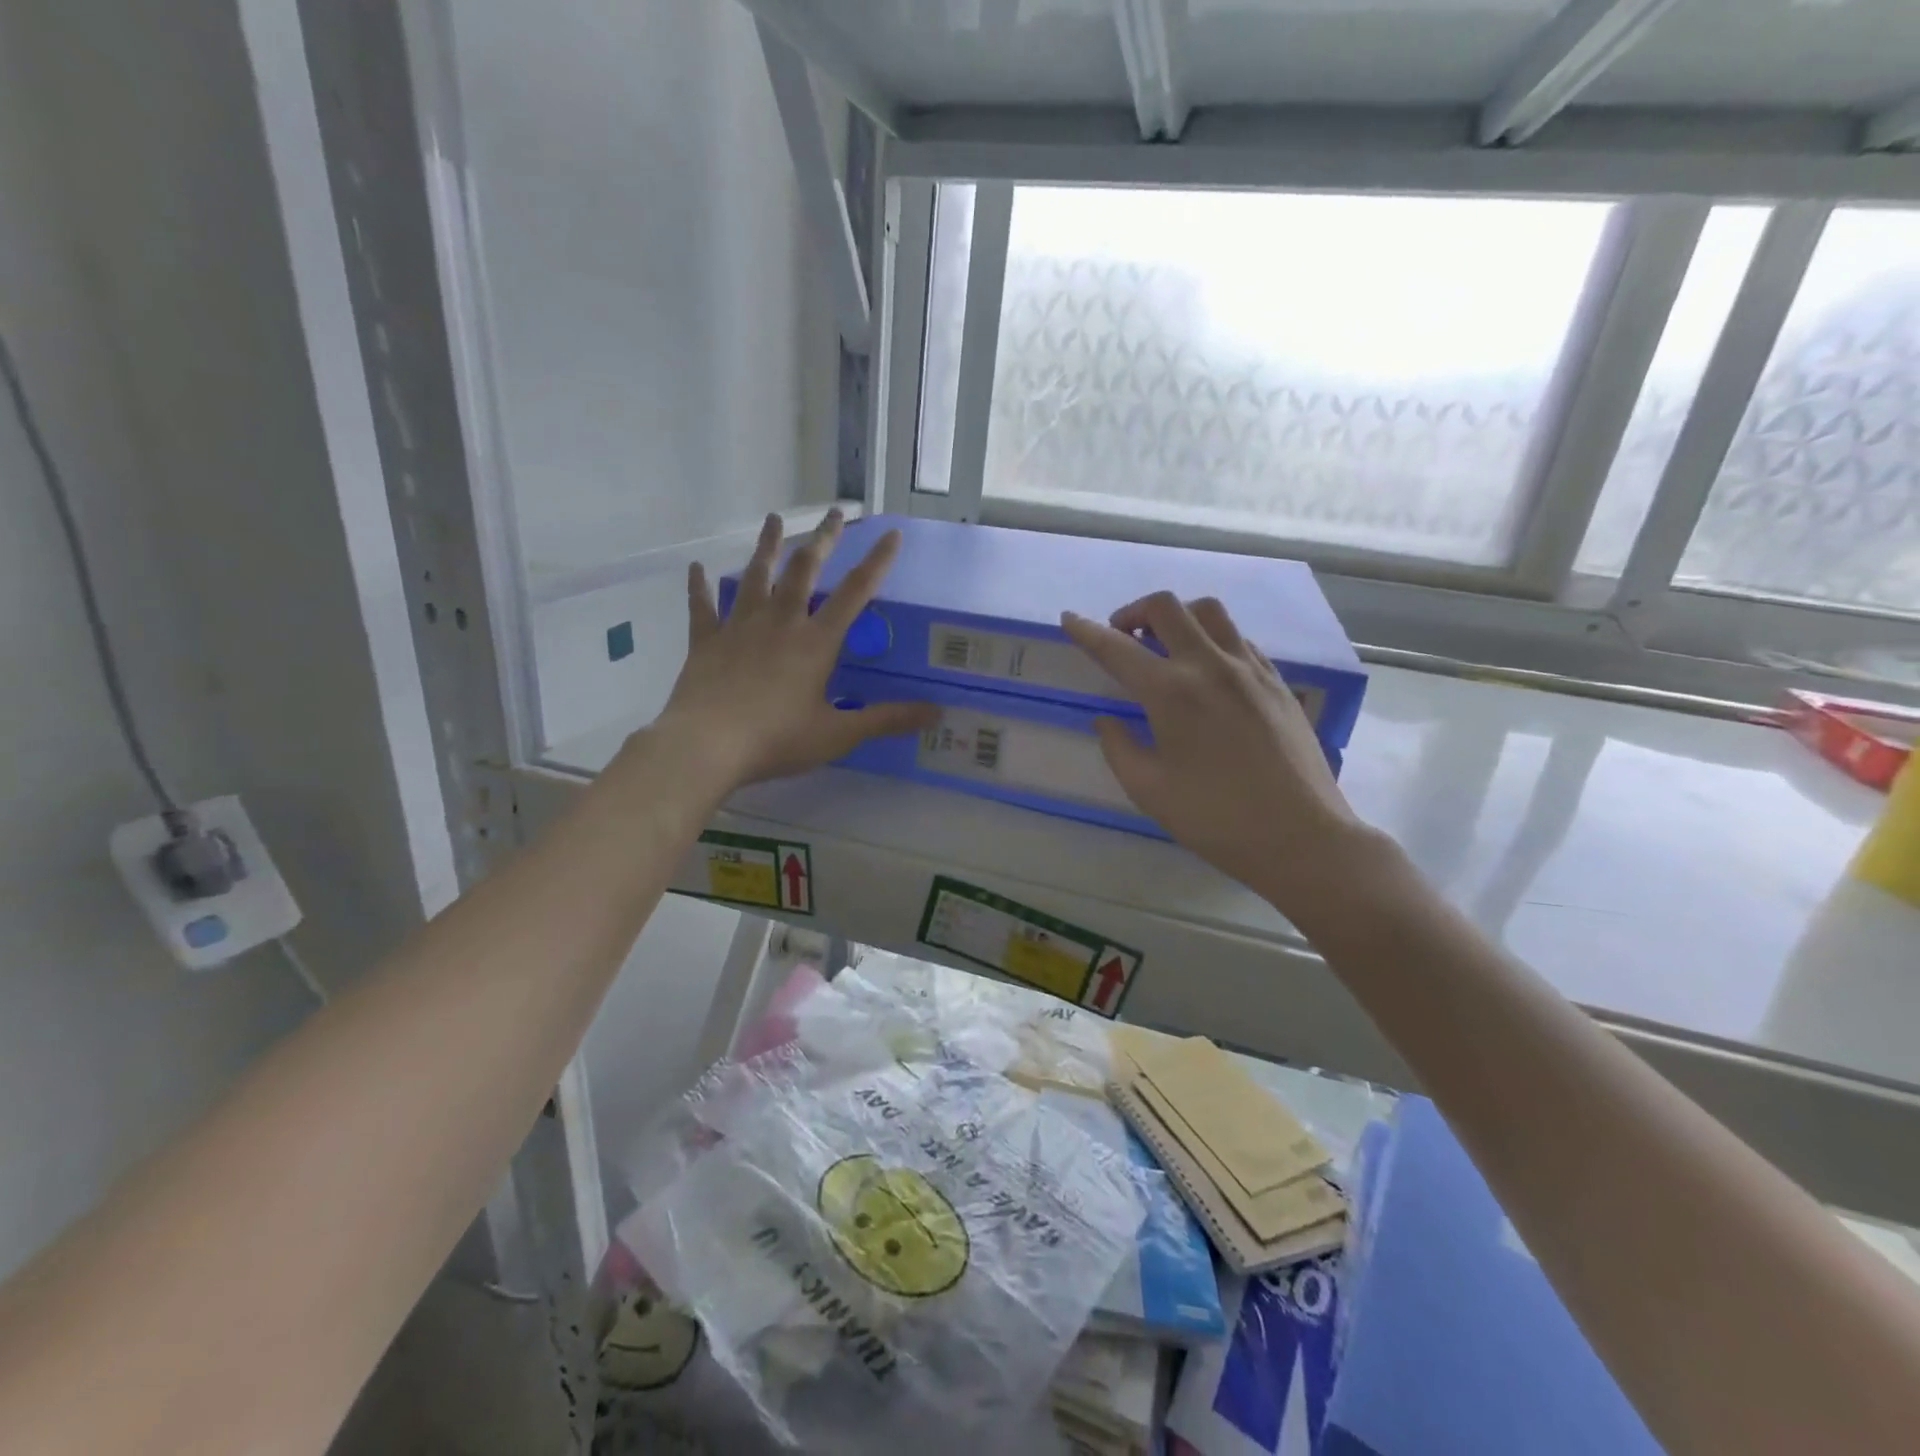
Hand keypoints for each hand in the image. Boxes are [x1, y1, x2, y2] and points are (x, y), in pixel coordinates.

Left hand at [654, 510, 935, 787]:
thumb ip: (886, 720)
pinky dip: (701, 586)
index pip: (855, 593)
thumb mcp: (838, 734)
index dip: (876, 562)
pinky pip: (703, 606)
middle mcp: (780, 622)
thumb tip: (935, 712)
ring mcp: (740, 627)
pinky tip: (697, 568)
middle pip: (804, 570)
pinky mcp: (707, 640)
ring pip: (756, 576)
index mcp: (816, 642)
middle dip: (822, 539)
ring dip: (767, 546)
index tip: (891, 534)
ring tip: (773, 519)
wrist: (707, 744)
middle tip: (832, 513)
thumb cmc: (777, 739)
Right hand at [1061, 592, 1376, 916]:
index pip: (1117, 649)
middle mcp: (1210, 666)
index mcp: (1171, 693)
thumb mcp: (1149, 790)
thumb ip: (1118, 748)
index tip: (1069, 619)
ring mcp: (1250, 669)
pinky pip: (1239, 639)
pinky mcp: (1278, 682)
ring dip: (1177, 617)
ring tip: (1164, 645)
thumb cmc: (1215, 819)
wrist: (1301, 837)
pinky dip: (1211, 639)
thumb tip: (1106, 721)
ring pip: (1209, 612)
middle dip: (1133, 612)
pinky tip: (1206, 669)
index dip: (1086, 632)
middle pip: (1167, 608)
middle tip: (1121, 637)